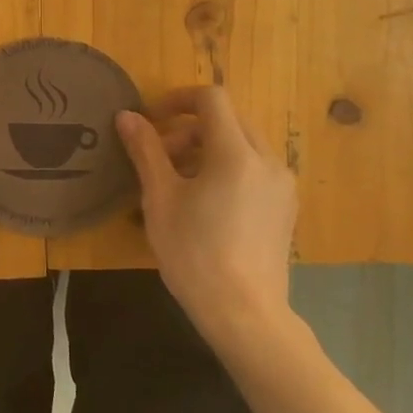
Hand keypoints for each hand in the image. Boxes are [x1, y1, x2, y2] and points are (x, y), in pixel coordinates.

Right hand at [116, 86, 298, 350]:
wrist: (244, 313)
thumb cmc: (194, 253)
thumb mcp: (160, 198)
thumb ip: (145, 150)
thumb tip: (127, 116)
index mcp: (236, 153)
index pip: (212, 99)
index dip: (179, 99)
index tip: (153, 120)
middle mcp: (267, 160)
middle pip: (228, 121)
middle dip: (190, 129)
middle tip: (159, 157)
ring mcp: (282, 185)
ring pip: (242, 145)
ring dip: (207, 149)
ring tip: (178, 183)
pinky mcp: (285, 207)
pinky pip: (254, 170)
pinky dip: (228, 169)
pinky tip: (205, 204)